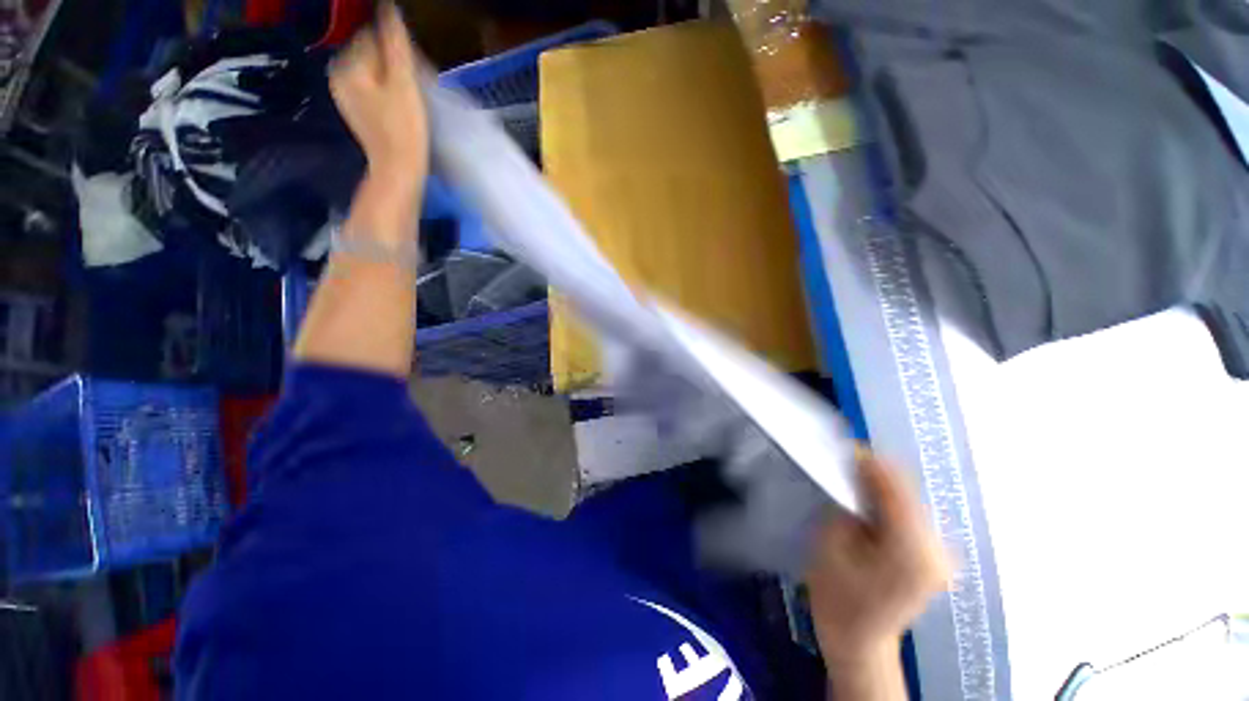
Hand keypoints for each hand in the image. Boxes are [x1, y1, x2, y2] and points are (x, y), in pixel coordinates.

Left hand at [330, 3, 427, 190]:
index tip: (417, 67)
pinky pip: (373, 87)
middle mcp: (340, 74)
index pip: (372, 35)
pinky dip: (388, 90)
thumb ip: (394, 42)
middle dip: (393, 60)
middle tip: (417, 81)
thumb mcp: (403, 82)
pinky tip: (402, 105)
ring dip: (393, 75)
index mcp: (347, 64)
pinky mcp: (358, 110)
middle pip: (371, 52)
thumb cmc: (404, 128)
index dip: (397, 46)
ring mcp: (347, 95)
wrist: (399, 170)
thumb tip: (388, 6)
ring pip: (373, 70)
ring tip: (412, 94)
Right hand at [806, 454, 950, 665]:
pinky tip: (869, 501)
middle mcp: (937, 550)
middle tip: (844, 460)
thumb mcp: (831, 543)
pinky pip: (912, 514)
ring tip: (852, 477)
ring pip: (911, 500)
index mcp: (911, 551)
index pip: (895, 488)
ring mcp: (941, 555)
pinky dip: (889, 501)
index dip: (870, 462)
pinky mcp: (935, 557)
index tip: (845, 445)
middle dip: (875, 472)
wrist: (858, 642)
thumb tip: (854, 473)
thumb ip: (846, 504)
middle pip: (908, 492)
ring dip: (881, 485)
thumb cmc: (836, 597)